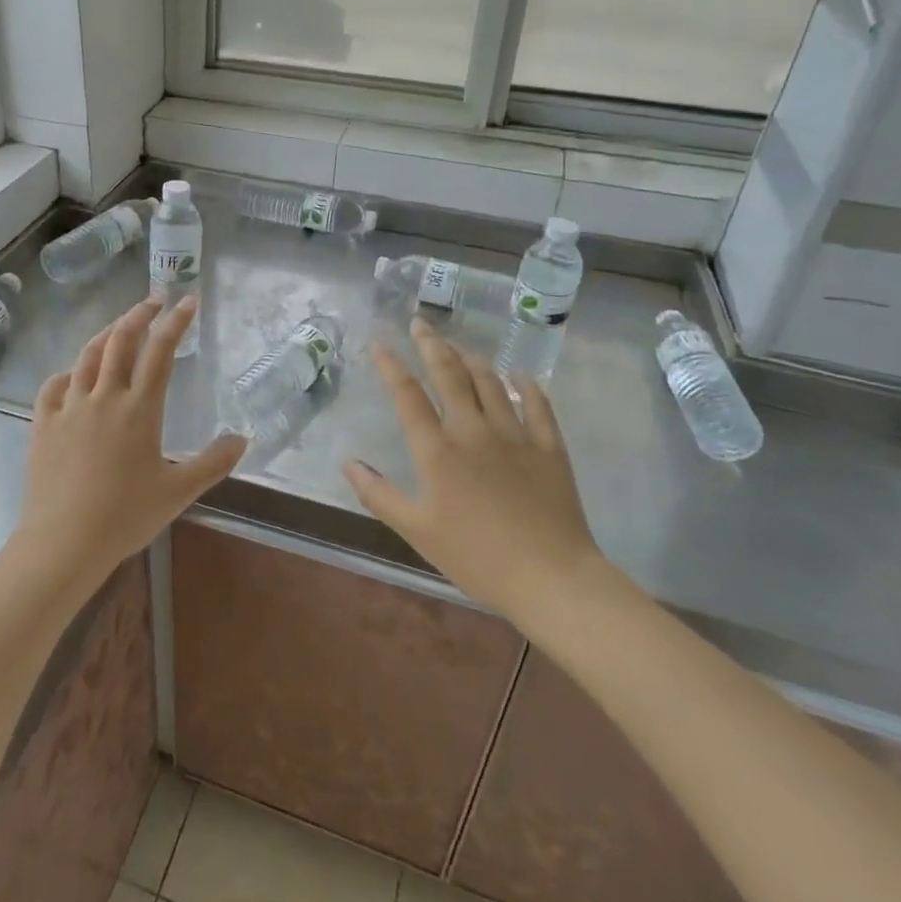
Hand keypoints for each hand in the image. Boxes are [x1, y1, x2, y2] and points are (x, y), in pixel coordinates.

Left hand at [16, 297, 245, 596]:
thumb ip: (213, 463)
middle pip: (121, 340)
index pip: (161, 351)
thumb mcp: (179, 492)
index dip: (176, 322)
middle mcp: (104, 396)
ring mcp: (70, 407)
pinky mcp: (43, 423)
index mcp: (139, 408)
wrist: (63, 541)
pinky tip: (73, 375)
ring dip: (106, 333)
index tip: (188, 301)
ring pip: (87, 356)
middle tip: (155, 299)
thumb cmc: (125, 516)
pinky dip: (68, 372)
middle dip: (140, 314)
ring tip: (119, 326)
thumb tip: (242, 439)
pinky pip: (54, 385)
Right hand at [344, 320, 608, 636]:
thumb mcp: (417, 531)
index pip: (408, 395)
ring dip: (471, 359)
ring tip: (459, 346)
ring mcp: (515, 435)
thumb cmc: (476, 557)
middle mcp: (473, 431)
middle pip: (450, 375)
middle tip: (420, 323)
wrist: (551, 577)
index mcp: (438, 451)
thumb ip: (379, 495)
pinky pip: (537, 405)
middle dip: (432, 344)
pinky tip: (519, 375)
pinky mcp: (548, 447)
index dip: (391, 366)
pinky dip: (526, 385)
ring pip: (491, 382)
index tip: (379, 342)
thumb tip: (349, 463)